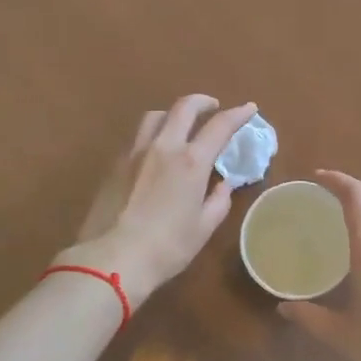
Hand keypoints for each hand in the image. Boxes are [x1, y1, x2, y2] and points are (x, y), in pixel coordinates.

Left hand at [59, 95, 257, 308]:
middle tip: (213, 107)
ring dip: (173, 113)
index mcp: (191, 162)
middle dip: (203, 101)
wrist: (111, 259)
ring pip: (156, 116)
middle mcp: (163, 147)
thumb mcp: (202, 228)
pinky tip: (156, 150)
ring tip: (181, 125)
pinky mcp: (115, 164)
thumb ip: (218, 202)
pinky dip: (153, 133)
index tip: (249, 108)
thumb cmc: (166, 248)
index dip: (237, 114)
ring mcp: (135, 152)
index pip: (219, 126)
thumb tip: (222, 185)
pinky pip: (138, 136)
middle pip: (183, 107)